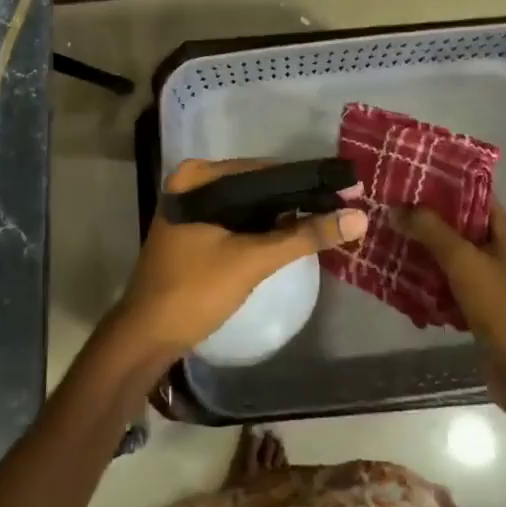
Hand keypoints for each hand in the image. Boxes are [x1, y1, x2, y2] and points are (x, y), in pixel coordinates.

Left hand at [112, 158, 368, 358]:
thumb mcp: (251, 260)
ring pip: (248, 206)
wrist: (145, 337)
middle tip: (343, 207)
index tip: (346, 189)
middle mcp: (192, 184)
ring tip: (327, 219)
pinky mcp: (194, 233)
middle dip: (296, 199)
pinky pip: (237, 222)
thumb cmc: (194, 290)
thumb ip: (303, 237)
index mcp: (198, 177)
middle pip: (256, 186)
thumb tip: (359, 218)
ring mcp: (191, 210)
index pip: (263, 169)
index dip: (306, 181)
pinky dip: (262, 229)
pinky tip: (291, 237)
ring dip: (281, 215)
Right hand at [400, 201, 505, 429]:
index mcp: (503, 233)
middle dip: (423, 216)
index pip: (472, 193)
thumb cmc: (502, 308)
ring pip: (446, 255)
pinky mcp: (473, 308)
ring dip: (419, 248)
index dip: (443, 181)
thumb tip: (397, 206)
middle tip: (386, 204)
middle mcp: (495, 252)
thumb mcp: (464, 261)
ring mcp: (484, 281)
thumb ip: (431, 230)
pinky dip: (422, 280)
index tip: (408, 173)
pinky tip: (393, 275)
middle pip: (455, 224)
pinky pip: (442, 285)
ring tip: (383, 234)